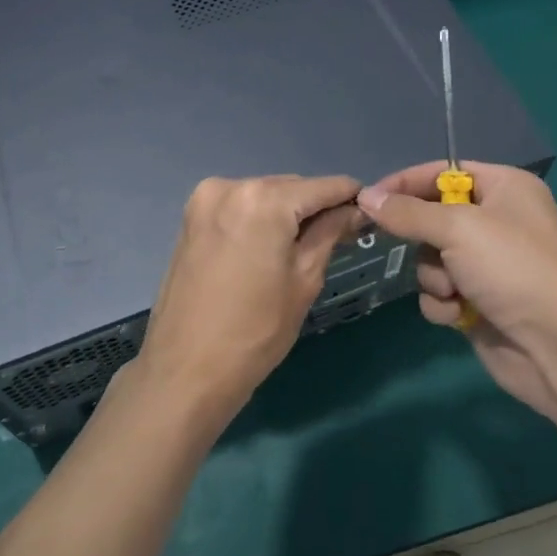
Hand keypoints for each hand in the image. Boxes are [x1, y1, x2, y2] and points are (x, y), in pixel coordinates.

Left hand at [133, 174, 363, 428]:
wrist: (186, 370)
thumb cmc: (256, 331)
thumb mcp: (304, 280)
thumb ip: (330, 233)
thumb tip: (355, 210)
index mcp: (262, 199)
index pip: (321, 186)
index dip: (350, 196)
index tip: (370, 210)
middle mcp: (231, 186)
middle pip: (290, 187)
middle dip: (316, 206)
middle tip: (342, 233)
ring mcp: (205, 200)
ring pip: (263, 195)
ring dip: (286, 212)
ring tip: (305, 245)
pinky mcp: (191, 217)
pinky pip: (239, 206)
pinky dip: (259, 218)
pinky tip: (270, 246)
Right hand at [356, 162, 556, 428]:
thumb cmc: (514, 269)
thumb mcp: (458, 228)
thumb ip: (407, 212)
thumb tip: (365, 196)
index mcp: (505, 188)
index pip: (443, 172)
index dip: (406, 183)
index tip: (369, 198)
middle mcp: (498, 221)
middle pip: (432, 218)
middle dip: (425, 241)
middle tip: (425, 249)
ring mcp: (489, 265)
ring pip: (431, 258)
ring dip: (434, 276)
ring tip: (453, 290)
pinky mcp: (480, 302)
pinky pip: (441, 292)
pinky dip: (443, 303)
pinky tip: (459, 315)